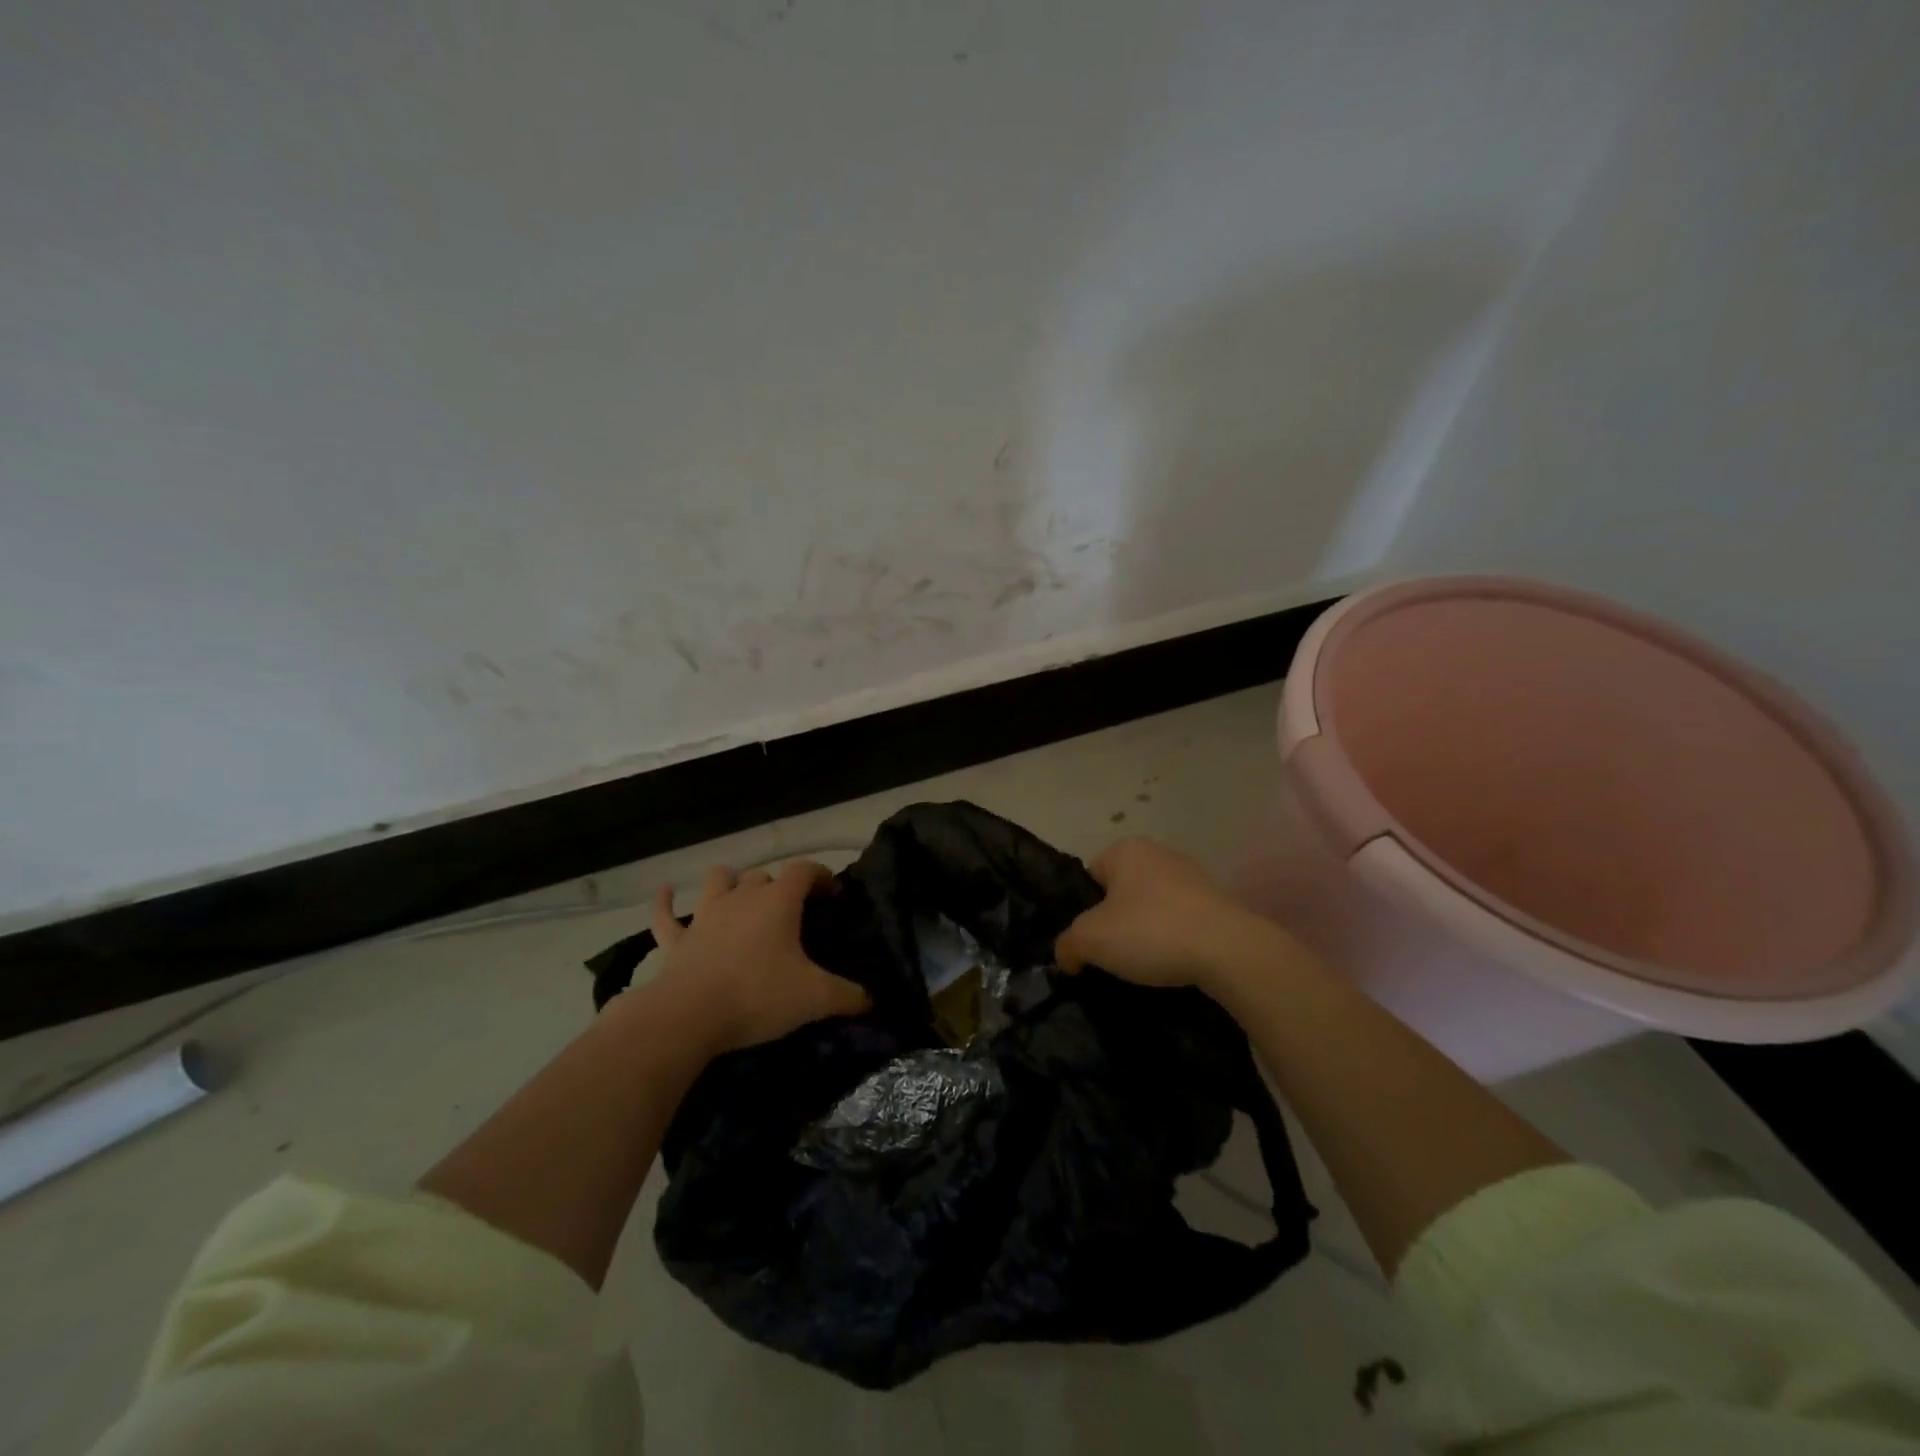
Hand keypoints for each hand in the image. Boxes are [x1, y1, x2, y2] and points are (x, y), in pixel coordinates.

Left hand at [648, 861, 870, 1053]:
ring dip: (729, 882)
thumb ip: (847, 996)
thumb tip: (872, 1000)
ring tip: (738, 892)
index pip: (804, 870)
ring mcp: (705, 916)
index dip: (820, 875)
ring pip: (718, 881)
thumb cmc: (758, 995)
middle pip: (763, 875)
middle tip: (790, 910)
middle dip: (778, 885)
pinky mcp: (677, 940)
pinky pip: (665, 914)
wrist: (690, 1015)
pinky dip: (665, 902)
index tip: (832, 892)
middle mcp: (742, 898)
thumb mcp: (815, 998)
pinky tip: (665, 892)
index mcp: (778, 902)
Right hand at [1055, 838, 1290, 992]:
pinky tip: (1175, 962)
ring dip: (1147, 932)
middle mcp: (1159, 853)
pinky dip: (1175, 939)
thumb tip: (1067, 956)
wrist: (1229, 951)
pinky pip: (1182, 921)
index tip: (1092, 941)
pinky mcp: (1218, 902)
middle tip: (1115, 956)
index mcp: (1126, 850)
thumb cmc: (1151, 931)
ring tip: (1147, 965)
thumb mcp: (1090, 940)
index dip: (1084, 911)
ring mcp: (1193, 876)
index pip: (1090, 878)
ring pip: (1152, 907)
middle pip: (1121, 892)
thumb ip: (1067, 945)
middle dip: (1116, 922)